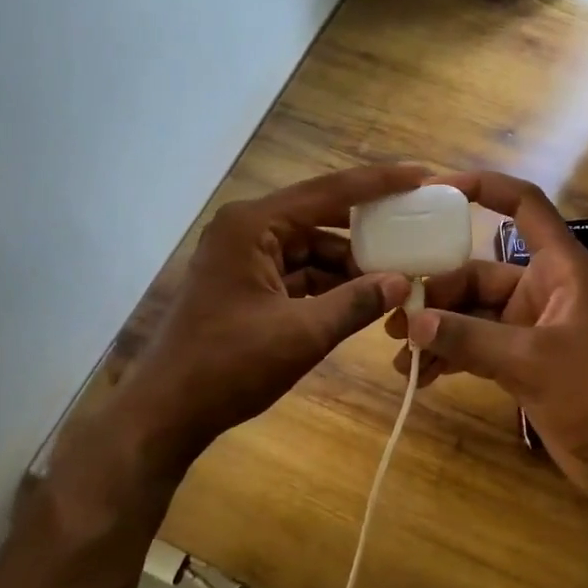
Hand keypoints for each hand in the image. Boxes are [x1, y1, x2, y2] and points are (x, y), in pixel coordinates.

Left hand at [100, 163, 421, 464]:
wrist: (166, 413)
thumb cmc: (229, 366)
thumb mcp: (302, 334)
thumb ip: (356, 303)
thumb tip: (403, 282)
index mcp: (253, 225)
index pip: (328, 192)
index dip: (378, 183)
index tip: (420, 174)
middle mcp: (247, 229)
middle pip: (320, 215)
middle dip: (367, 226)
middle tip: (415, 221)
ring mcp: (245, 256)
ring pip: (311, 247)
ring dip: (350, 262)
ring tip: (398, 270)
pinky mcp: (247, 282)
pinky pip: (298, 271)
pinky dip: (329, 282)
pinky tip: (364, 294)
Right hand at [384, 171, 587, 504]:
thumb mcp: (530, 361)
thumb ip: (469, 339)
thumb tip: (411, 323)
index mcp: (558, 267)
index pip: (523, 205)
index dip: (483, 187)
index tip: (434, 191)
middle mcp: (541, 287)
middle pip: (478, 270)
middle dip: (436, 292)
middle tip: (394, 316)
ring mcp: (528, 324)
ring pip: (471, 311)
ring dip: (436, 328)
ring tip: (398, 352)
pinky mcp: (520, 358)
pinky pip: (474, 344)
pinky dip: (448, 355)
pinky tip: (419, 376)